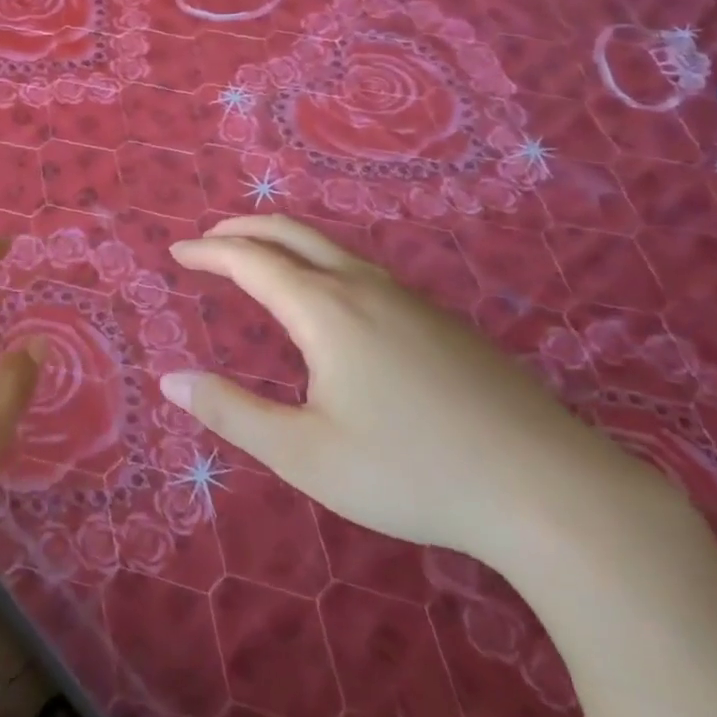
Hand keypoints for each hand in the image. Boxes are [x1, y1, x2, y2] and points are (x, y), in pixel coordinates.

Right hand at [164, 216, 640, 565]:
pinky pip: (364, 269)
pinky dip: (321, 262)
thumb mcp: (304, 454)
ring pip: (332, 248)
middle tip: (209, 240)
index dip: (208, 252)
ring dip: (284, 242)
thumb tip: (171, 379)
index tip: (176, 254)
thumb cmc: (409, 471)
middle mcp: (364, 287)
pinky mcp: (441, 320)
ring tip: (259, 260)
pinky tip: (329, 300)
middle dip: (243, 229)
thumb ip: (232, 413)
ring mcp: (410, 299)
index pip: (251, 261)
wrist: (545, 487)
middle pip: (292, 233)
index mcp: (326, 310)